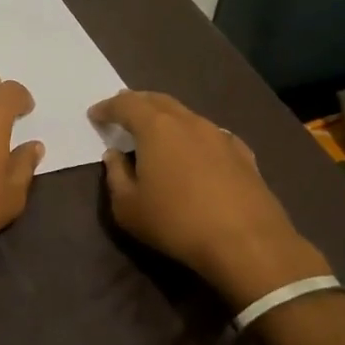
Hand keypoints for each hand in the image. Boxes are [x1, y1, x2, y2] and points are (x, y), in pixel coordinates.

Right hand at [89, 90, 329, 306]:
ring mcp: (219, 135)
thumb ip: (116, 176)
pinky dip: (194, 137)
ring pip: (186, 115)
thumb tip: (115, 156)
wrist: (248, 243)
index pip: (125, 104)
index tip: (95, 114)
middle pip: (157, 100)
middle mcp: (188, 121)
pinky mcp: (243, 154)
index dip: (107, 107)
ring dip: (166, 119)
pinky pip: (210, 135)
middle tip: (123, 112)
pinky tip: (195, 152)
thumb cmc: (177, 223)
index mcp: (156, 127)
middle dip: (137, 103)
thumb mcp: (128, 208)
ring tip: (156, 132)